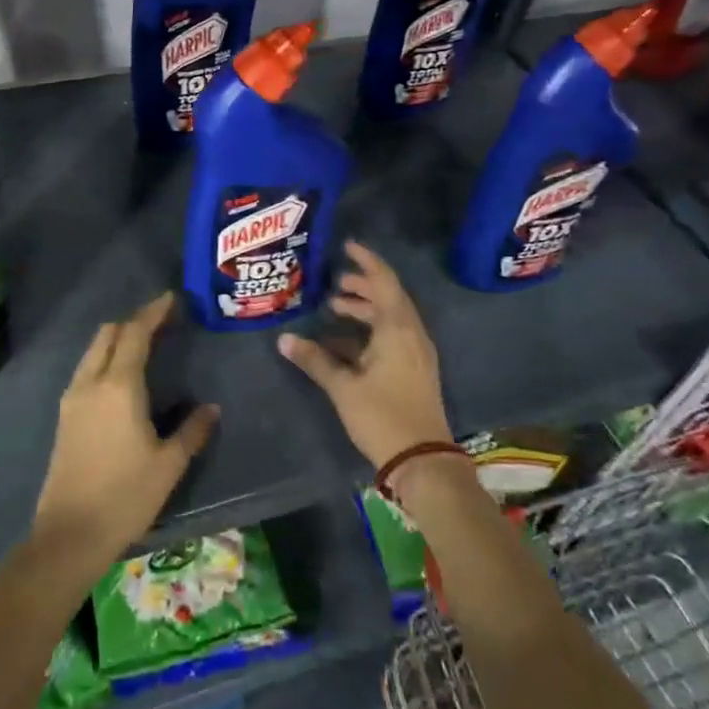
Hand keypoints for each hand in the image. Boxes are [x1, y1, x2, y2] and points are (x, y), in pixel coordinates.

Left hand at [31, 293, 219, 576]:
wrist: (69, 535)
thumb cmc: (125, 497)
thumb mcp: (168, 465)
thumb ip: (192, 431)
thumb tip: (211, 408)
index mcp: (119, 386)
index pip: (135, 333)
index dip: (153, 312)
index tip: (171, 299)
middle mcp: (91, 382)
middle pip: (108, 333)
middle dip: (133, 321)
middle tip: (161, 323)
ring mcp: (72, 398)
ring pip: (93, 350)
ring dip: (117, 339)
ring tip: (144, 346)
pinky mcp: (64, 416)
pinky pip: (86, 369)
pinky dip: (105, 358)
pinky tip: (121, 378)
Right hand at [278, 241, 452, 469]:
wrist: (423, 461)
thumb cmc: (383, 416)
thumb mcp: (343, 386)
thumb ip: (315, 360)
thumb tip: (284, 339)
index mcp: (397, 328)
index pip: (383, 281)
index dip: (366, 261)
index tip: (347, 246)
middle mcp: (411, 334)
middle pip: (388, 297)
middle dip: (362, 286)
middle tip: (334, 282)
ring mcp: (416, 353)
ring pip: (391, 318)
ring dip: (365, 309)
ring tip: (335, 308)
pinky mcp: (415, 370)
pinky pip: (393, 336)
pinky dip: (371, 331)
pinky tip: (344, 344)